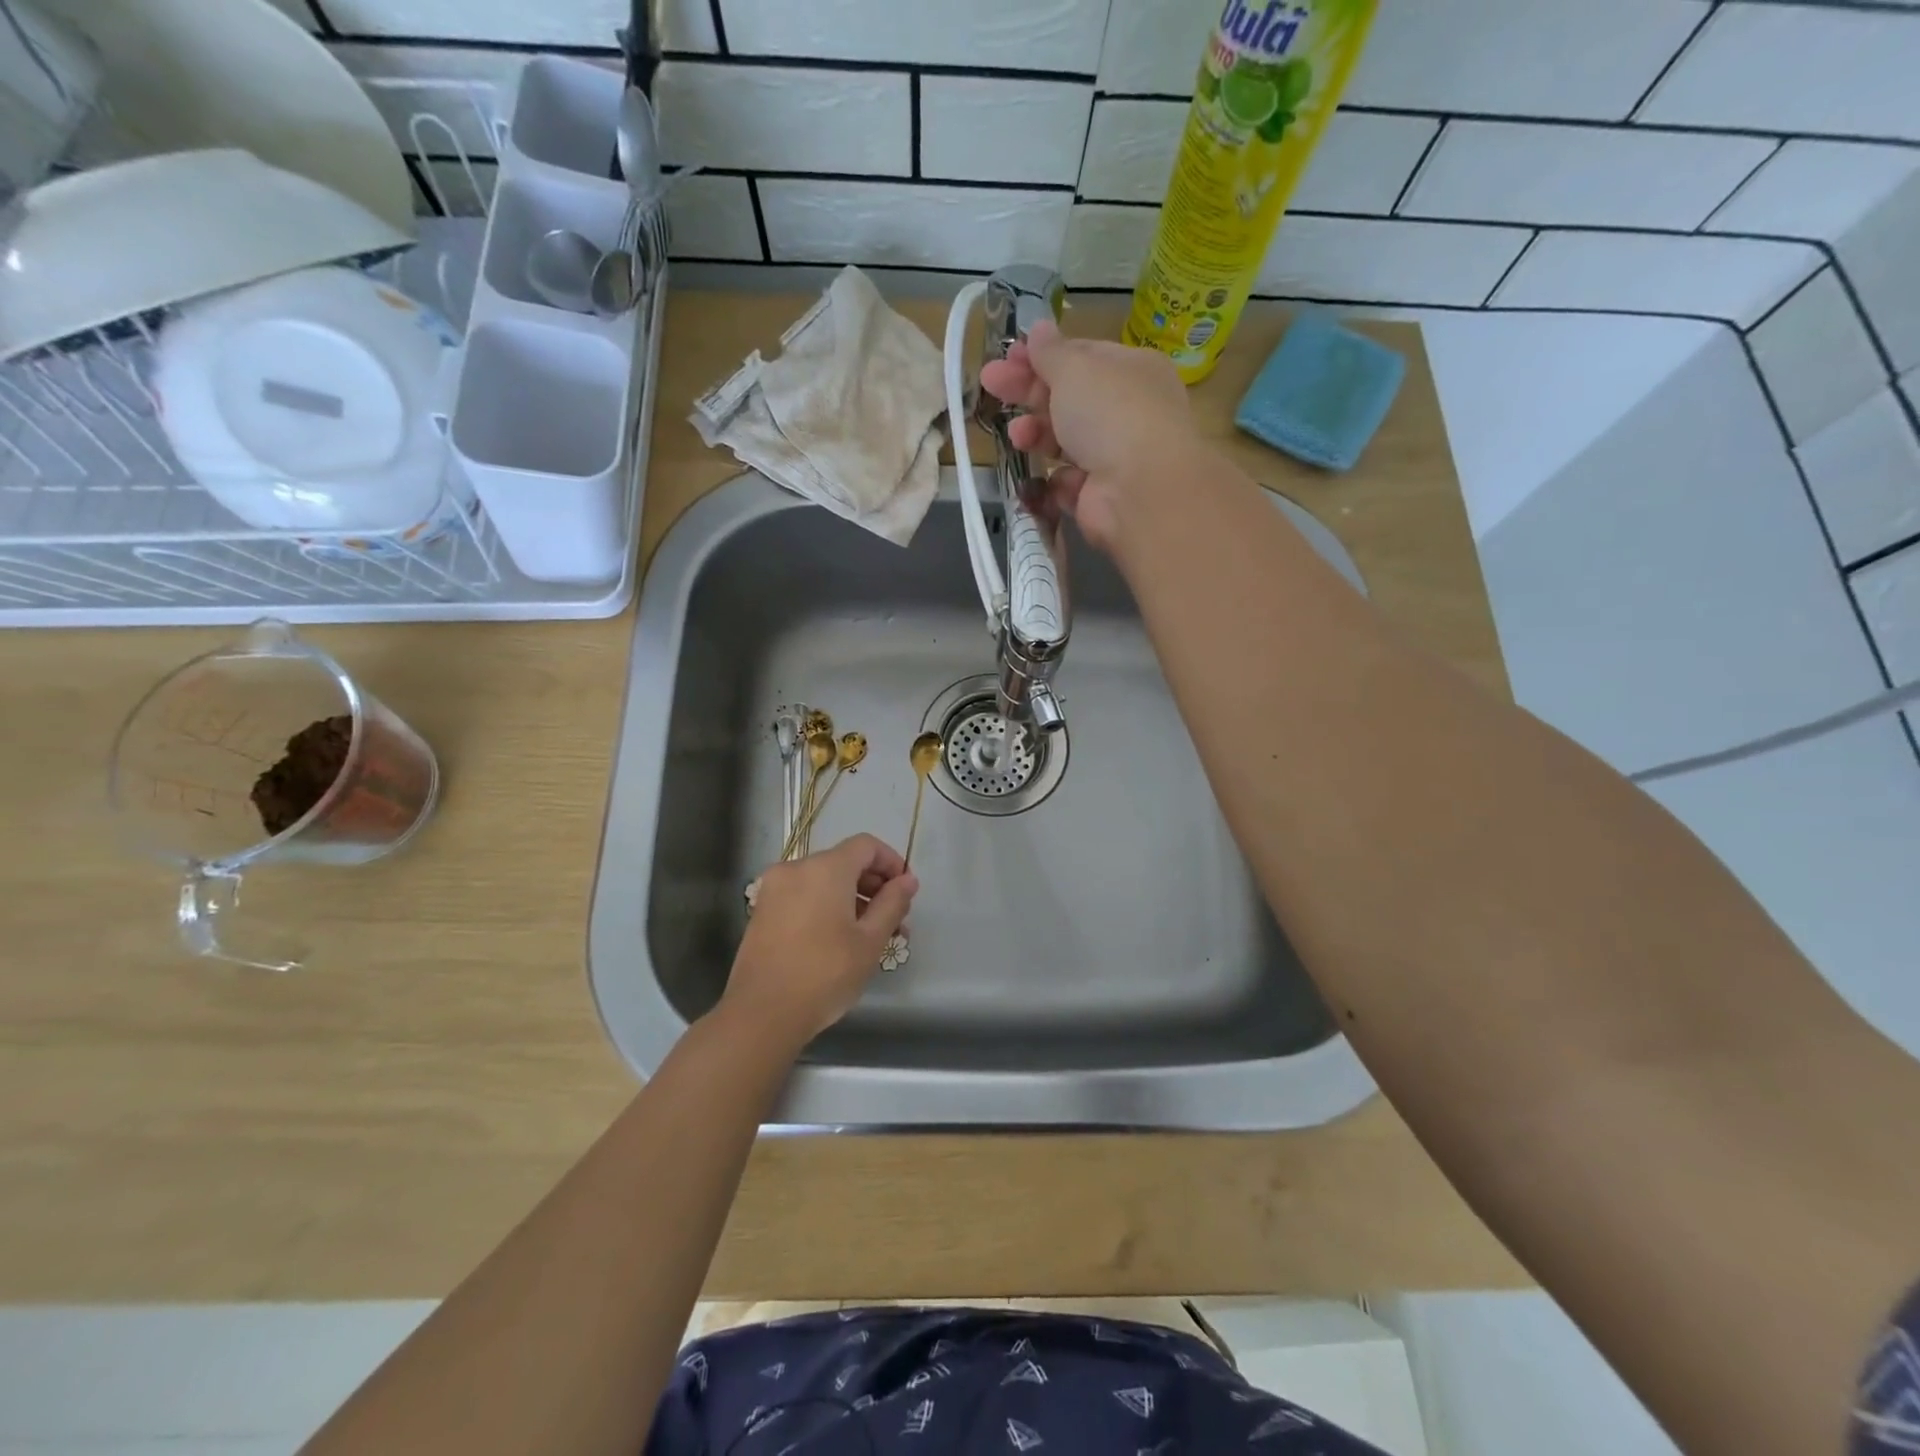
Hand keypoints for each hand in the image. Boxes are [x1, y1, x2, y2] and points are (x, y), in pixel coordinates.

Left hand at [722, 835, 917, 1050]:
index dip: (891, 863)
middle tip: (894, 920)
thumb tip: (907, 881)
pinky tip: (838, 939)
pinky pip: (803, 895)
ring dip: (851, 899)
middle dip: (873, 886)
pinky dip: (825, 906)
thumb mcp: (870, 941)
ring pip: (823, 881)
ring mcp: (775, 889)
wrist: (762, 1014)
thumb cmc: (825, 975)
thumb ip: (892, 904)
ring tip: (870, 936)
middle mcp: (796, 868)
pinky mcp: (763, 911)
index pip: (866, 846)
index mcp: (825, 868)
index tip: (906, 892)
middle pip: (844, 862)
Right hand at [978, 320, 1200, 552]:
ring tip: (1016, 435)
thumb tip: (1039, 328)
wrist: (1139, 491)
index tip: (1008, 355)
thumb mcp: (1075, 369)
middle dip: (1028, 391)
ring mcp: (1115, 455)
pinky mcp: (1101, 494)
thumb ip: (1051, 352)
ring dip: (1036, 434)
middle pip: (1069, 397)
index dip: (1043, 355)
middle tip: (990, 383)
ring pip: (1066, 440)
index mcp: (1131, 369)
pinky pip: (1070, 481)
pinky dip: (1057, 480)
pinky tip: (1051, 477)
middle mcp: (1128, 410)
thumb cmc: (1110, 413)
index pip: (1082, 356)